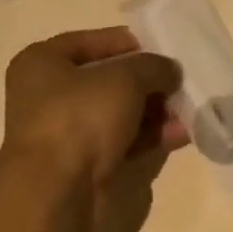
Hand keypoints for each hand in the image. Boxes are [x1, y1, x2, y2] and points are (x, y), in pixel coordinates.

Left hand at [0, 28, 184, 223]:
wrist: (57, 190)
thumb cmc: (80, 117)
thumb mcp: (124, 78)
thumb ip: (152, 67)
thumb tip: (169, 71)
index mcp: (41, 63)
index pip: (88, 42)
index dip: (127, 42)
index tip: (162, 47)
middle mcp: (48, 96)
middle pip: (105, 81)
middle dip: (146, 82)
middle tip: (182, 81)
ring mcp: (65, 133)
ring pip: (116, 115)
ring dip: (153, 111)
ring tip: (191, 108)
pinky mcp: (83, 164)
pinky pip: (121, 143)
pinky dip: (149, 137)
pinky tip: (183, 134)